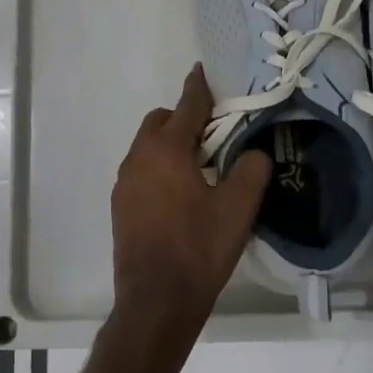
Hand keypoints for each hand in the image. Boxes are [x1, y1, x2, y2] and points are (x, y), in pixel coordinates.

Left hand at [111, 65, 272, 341]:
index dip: (199, 87)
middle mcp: (138, 158)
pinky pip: (142, 171)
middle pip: (161, 122)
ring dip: (171, 146)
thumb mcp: (238, 208)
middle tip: (214, 135)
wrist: (156, 302)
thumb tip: (252, 153)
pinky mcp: (120, 206)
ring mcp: (125, 183)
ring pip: (148, 147)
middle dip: (184, 119)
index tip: (204, 70)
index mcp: (166, 149)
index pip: (187, 106)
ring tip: (201, 167)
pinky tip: (181, 195)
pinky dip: (160, 169)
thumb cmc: (198, 249)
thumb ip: (251, 169)